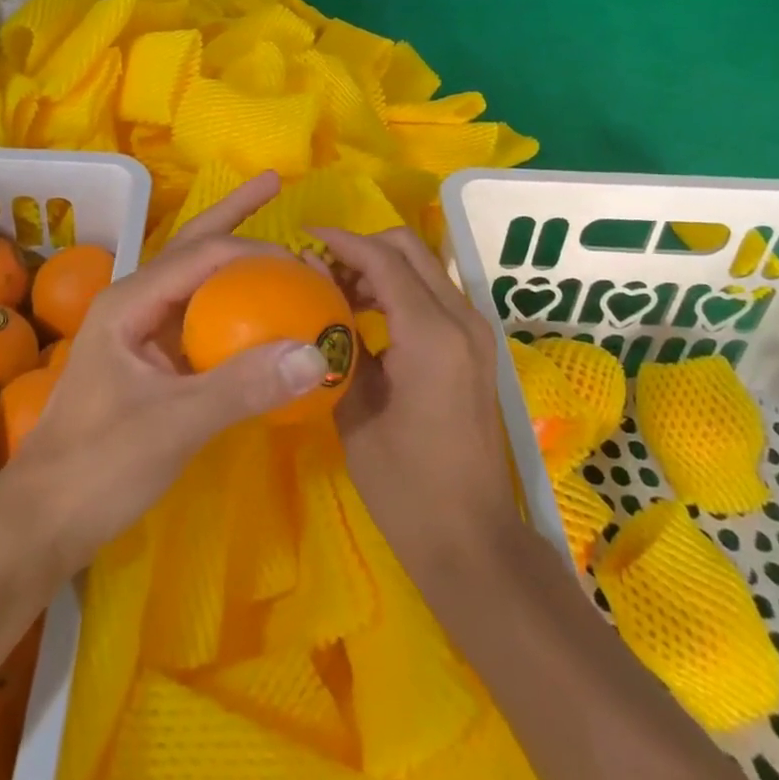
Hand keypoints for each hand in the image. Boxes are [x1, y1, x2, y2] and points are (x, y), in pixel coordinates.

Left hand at [6, 173, 331, 573]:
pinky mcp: (149, 363)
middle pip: (192, 246)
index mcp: (131, 300)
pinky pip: (197, 320)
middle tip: (274, 184)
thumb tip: (315, 353)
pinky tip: (254, 311)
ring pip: (195, 281)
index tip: (305, 266)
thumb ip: (243, 387)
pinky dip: (229, 306)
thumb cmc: (98, 465)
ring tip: (271, 241)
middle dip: (233, 214)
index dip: (255, 251)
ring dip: (232, 258)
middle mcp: (134, 303)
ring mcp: (140, 332)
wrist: (41, 523)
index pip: (203, 255)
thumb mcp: (174, 424)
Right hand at [316, 225, 521, 574]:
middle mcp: (461, 319)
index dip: (342, 241)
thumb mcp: (356, 410)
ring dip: (381, 266)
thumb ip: (336, 340)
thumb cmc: (406, 486)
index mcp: (432, 334)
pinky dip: (399, 289)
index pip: (384, 259)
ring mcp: (474, 331)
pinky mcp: (475, 347)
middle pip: (409, 248)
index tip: (303, 236)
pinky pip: (432, 293)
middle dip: (363, 247)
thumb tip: (314, 286)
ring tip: (337, 292)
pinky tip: (366, 315)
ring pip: (422, 267)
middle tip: (322, 269)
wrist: (473, 543)